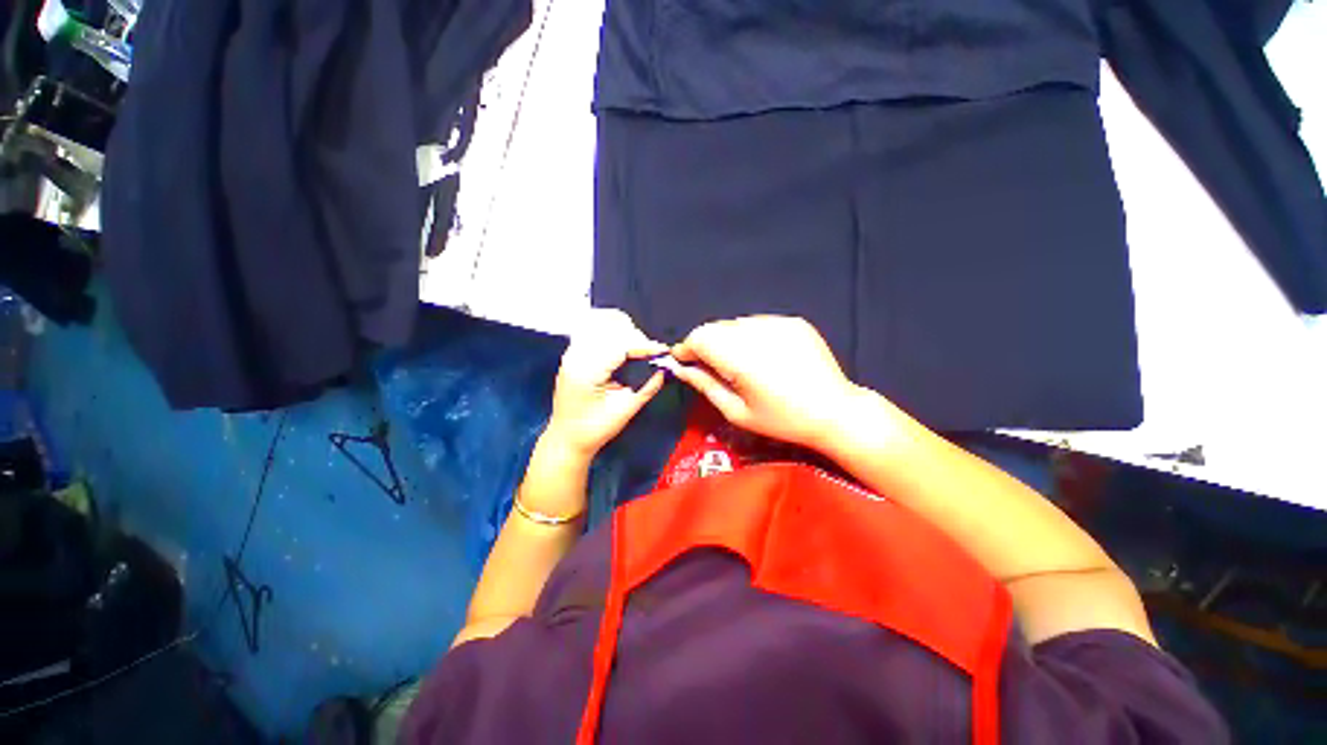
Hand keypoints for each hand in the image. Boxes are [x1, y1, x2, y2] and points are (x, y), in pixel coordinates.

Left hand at [544, 309, 667, 458]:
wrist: (566, 439)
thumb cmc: (594, 429)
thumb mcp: (624, 411)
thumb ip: (646, 387)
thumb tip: (663, 369)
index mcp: (586, 372)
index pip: (619, 346)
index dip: (643, 345)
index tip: (662, 350)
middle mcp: (575, 356)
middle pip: (609, 328)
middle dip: (634, 336)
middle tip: (650, 353)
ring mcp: (571, 352)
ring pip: (598, 323)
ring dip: (622, 329)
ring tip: (637, 347)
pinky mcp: (573, 353)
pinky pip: (591, 329)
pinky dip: (610, 330)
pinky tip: (622, 343)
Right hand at [670, 316, 861, 449]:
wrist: (834, 411)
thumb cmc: (781, 420)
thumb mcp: (737, 411)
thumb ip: (705, 385)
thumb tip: (680, 368)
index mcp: (741, 357)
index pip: (699, 337)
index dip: (687, 348)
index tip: (684, 363)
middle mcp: (757, 332)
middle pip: (715, 328)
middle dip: (706, 345)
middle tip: (712, 368)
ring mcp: (778, 323)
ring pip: (735, 324)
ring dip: (728, 340)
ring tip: (740, 364)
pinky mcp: (793, 321)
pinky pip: (758, 323)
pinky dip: (750, 336)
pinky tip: (763, 357)